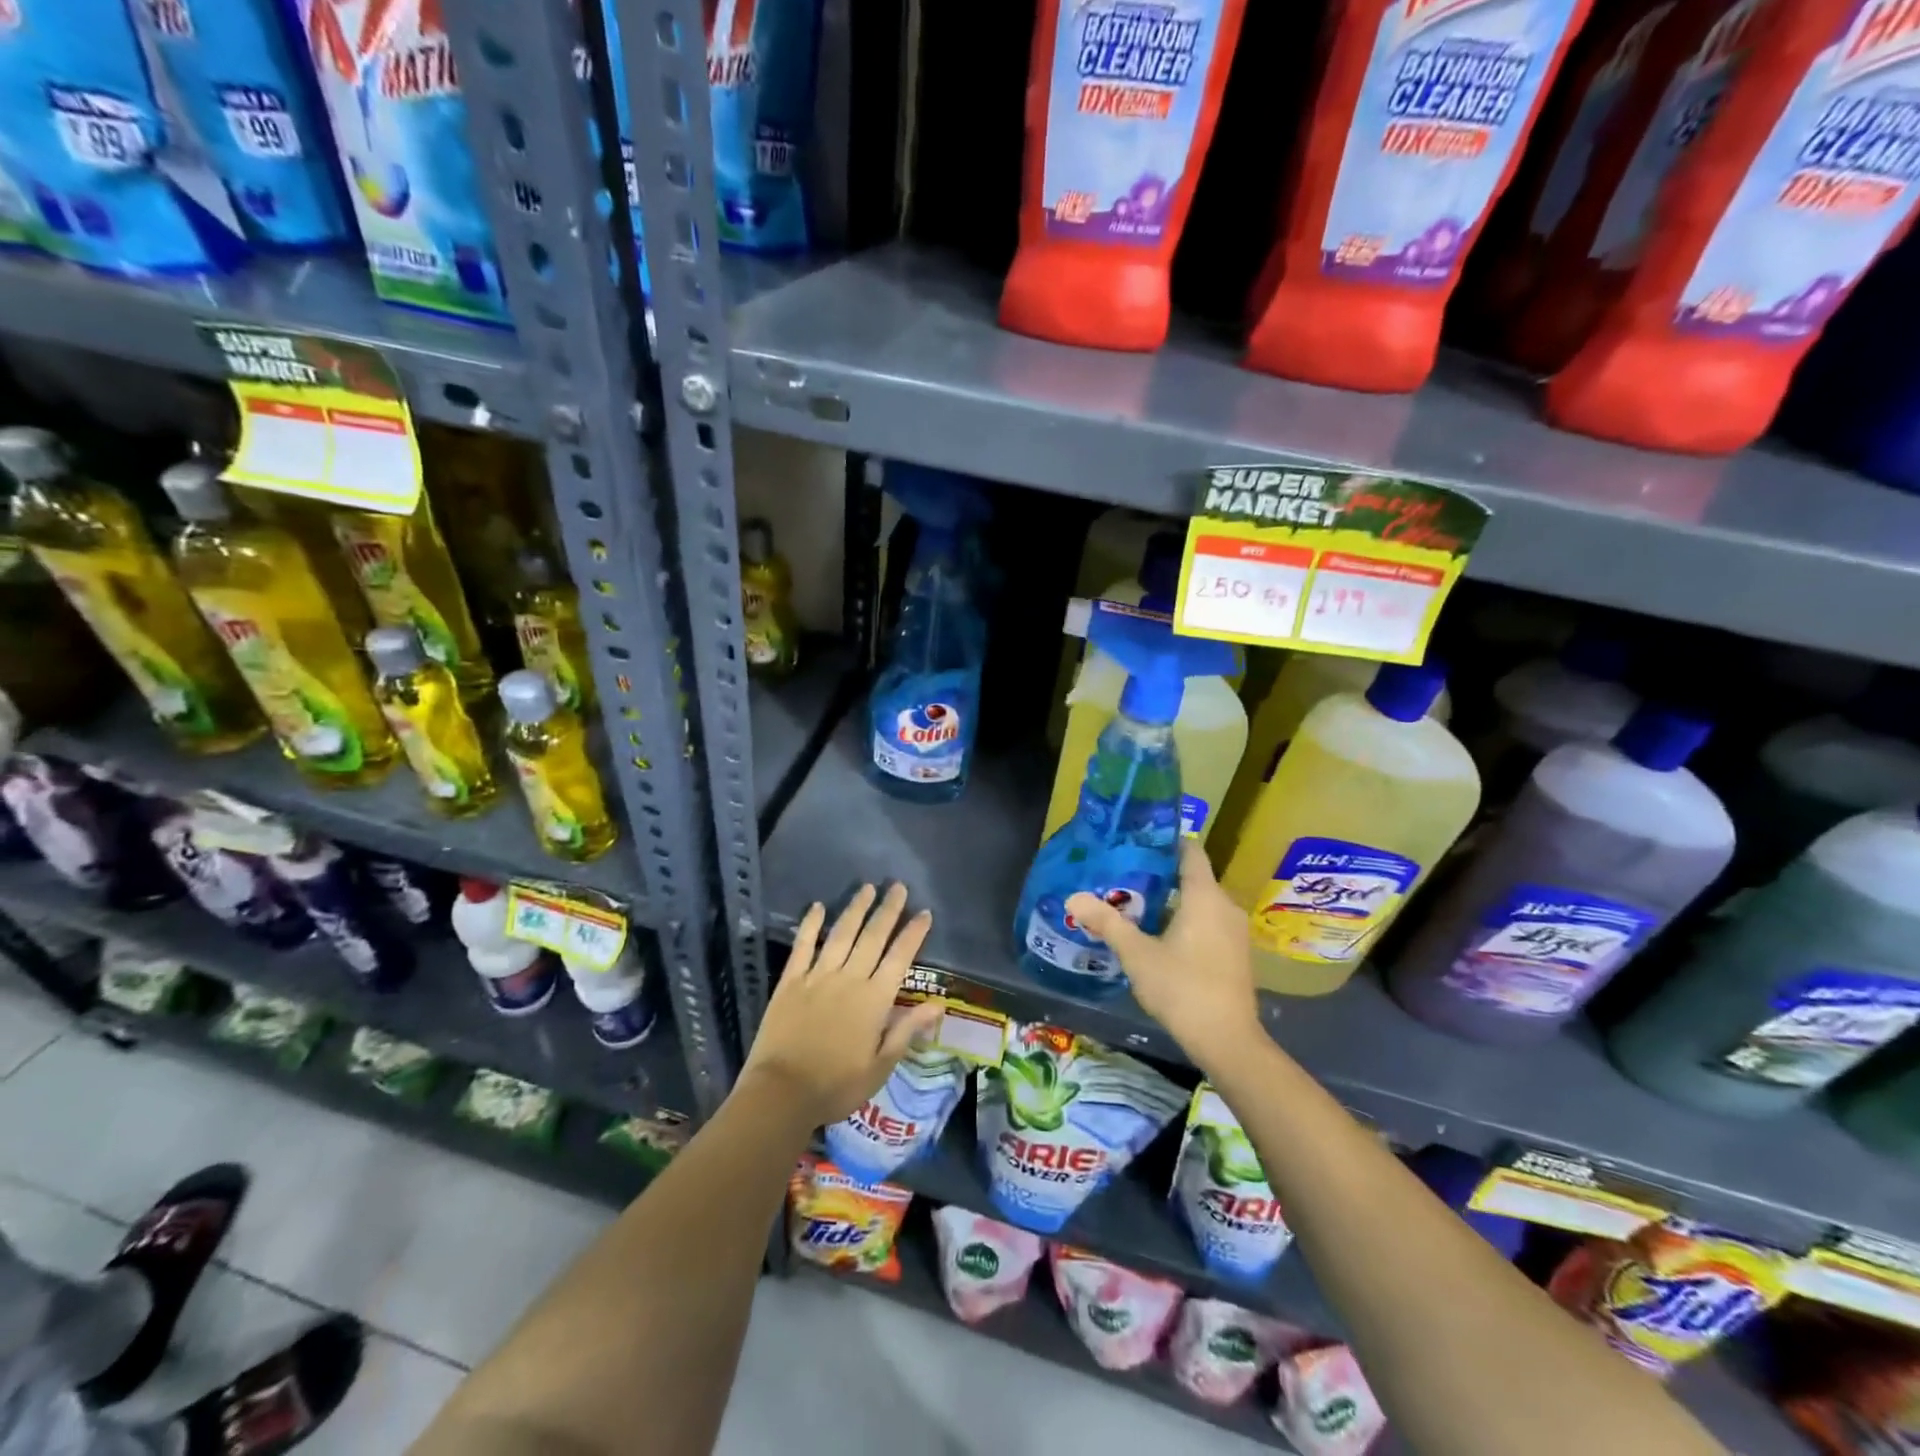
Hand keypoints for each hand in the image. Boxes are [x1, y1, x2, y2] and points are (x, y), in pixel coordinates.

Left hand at [741, 883, 942, 1127]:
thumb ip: (906, 1030)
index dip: (913, 934)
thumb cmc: (836, 1085)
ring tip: (867, 888)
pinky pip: (803, 946)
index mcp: (874, 1000)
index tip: (924, 912)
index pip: (900, 958)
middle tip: (897, 886)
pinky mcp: (791, 981)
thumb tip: (938, 1005)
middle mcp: (849, 979)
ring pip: (841, 934)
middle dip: (887, 910)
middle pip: (873, 937)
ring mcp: (818, 976)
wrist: (781, 1093)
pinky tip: (817, 906)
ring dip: (855, 909)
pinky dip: (810, 924)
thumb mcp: (880, 1066)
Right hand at [1066, 841, 1261, 1069]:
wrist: (1227, 1040)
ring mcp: (1235, 932)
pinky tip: (1161, 936)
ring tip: (1136, 905)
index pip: (1191, 852)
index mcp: (1205, 896)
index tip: (1138, 841)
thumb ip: (1106, 922)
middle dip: (1161, 874)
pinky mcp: (1236, 954)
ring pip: (1201, 902)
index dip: (1166, 842)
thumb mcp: (1137, 954)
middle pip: (1194, 877)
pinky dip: (1187, 921)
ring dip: (1173, 901)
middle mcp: (1225, 906)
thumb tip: (1073, 897)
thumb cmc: (1182, 987)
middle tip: (1125, 875)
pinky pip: (1209, 922)